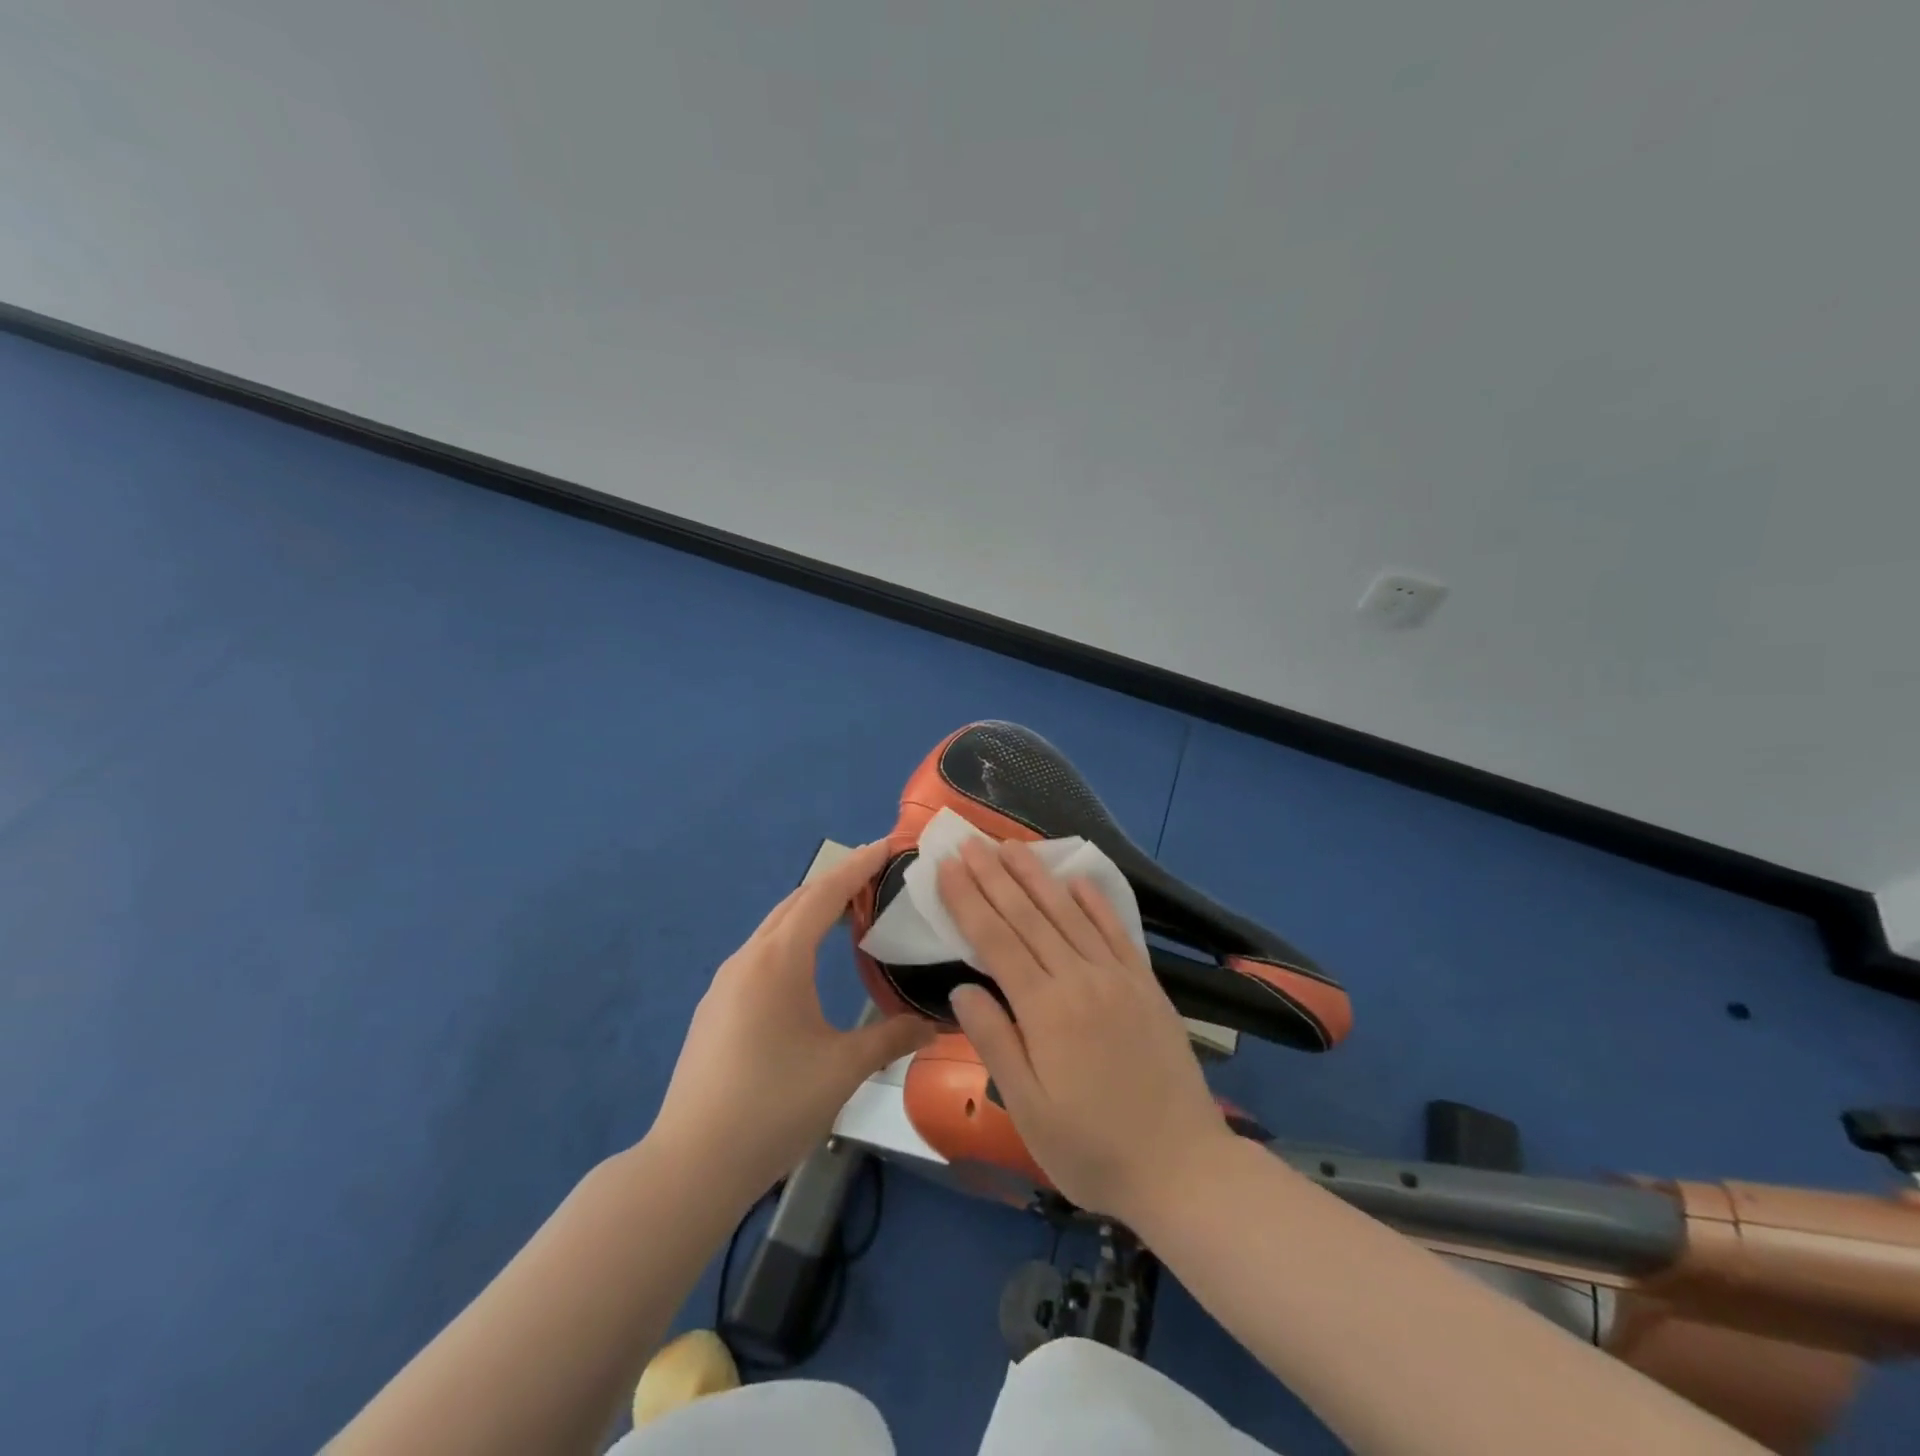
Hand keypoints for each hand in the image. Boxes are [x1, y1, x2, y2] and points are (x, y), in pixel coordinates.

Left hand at [651, 840, 935, 1197]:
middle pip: (797, 902)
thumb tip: (935, 1023)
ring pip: (776, 927)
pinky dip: (792, 940)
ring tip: (851, 916)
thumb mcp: (843, 1069)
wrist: (692, 1163)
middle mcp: (748, 958)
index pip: (824, 894)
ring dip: (812, 912)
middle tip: (878, 878)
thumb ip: (892, 1037)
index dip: (858, 866)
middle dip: (837, 883)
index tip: (888, 844)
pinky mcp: (715, 1007)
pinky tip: (809, 967)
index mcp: (780, 959)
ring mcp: (725, 982)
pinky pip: (761, 953)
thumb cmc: (773, 1105)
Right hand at [937, 837, 1234, 1223]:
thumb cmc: (1092, 1149)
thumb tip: (962, 988)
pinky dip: (1094, 901)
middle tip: (969, 841)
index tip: (946, 867)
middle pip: (1028, 916)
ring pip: (1068, 913)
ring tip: (1011, 846)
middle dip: (994, 876)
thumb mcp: (1028, 1108)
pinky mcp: (1146, 985)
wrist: (1183, 1168)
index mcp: (1045, 1009)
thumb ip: (994, 1041)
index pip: (996, 940)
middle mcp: (1080, 978)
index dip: (968, 900)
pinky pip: (1116, 931)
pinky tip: (1077, 880)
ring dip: (1037, 876)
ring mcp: (1118, 977)